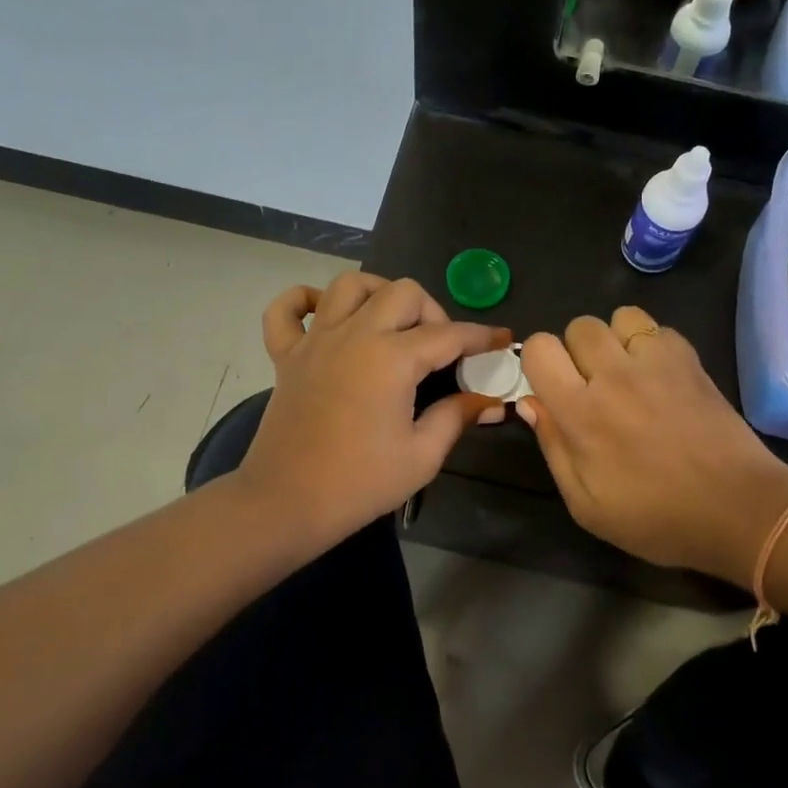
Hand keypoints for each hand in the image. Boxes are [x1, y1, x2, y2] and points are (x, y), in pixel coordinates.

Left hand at [238, 273, 508, 546]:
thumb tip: (488, 401)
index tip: (502, 339)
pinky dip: (305, 300)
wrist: (287, 503)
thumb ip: (456, 417)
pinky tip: (325, 315)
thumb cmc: (360, 483)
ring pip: (350, 284)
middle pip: (403, 292)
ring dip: (378, 294)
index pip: (449, 335)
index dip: (482, 336)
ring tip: (391, 323)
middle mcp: (355, 335)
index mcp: (392, 359)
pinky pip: (287, 309)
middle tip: (439, 347)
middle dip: (432, 311)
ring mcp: (316, 340)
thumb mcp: (422, 456)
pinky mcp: (286, 354)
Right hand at [517, 307, 787, 584]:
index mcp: (581, 412)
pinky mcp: (691, 360)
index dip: (538, 362)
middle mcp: (614, 375)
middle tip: (592, 385)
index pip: (539, 348)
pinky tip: (660, 377)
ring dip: (615, 340)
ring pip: (620, 316)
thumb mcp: (587, 506)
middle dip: (576, 350)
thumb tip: (530, 403)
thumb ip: (553, 448)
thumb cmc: (657, 519)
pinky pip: (659, 328)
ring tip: (626, 372)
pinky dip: (652, 345)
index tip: (551, 387)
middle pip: (578, 325)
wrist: (739, 510)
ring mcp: (657, 362)